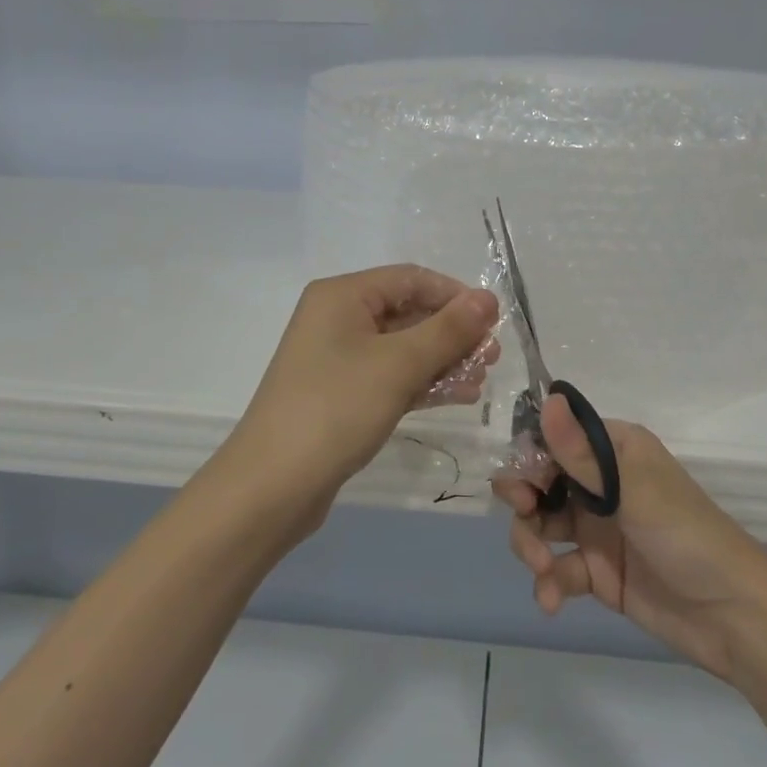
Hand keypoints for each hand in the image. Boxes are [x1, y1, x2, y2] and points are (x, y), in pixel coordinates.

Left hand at [227, 266, 499, 515]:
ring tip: (481, 380)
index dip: (455, 295)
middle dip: (453, 333)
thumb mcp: (398, 364)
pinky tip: (459, 396)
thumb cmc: (336, 409)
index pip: (411, 279)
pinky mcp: (342, 394)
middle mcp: (338, 319)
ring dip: (443, 360)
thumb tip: (488, 298)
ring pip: (403, 348)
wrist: (272, 486)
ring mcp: (338, 359)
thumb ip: (448, 329)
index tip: (494, 321)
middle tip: (492, 357)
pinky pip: (391, 376)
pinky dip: (423, 383)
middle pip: (408, 312)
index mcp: (343, 296)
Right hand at [495, 396, 766, 682]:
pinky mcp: (596, 571)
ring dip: (530, 543)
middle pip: (541, 480)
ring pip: (541, 523)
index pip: (557, 438)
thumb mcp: (633, 491)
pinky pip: (557, 568)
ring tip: (542, 567)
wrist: (733, 617)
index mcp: (613, 450)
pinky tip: (551, 601)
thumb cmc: (686, 536)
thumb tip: (549, 399)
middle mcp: (601, 483)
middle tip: (524, 513)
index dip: (531, 455)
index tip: (522, 479)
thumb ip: (582, 454)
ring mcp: (596, 528)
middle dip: (524, 498)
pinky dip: (548, 582)